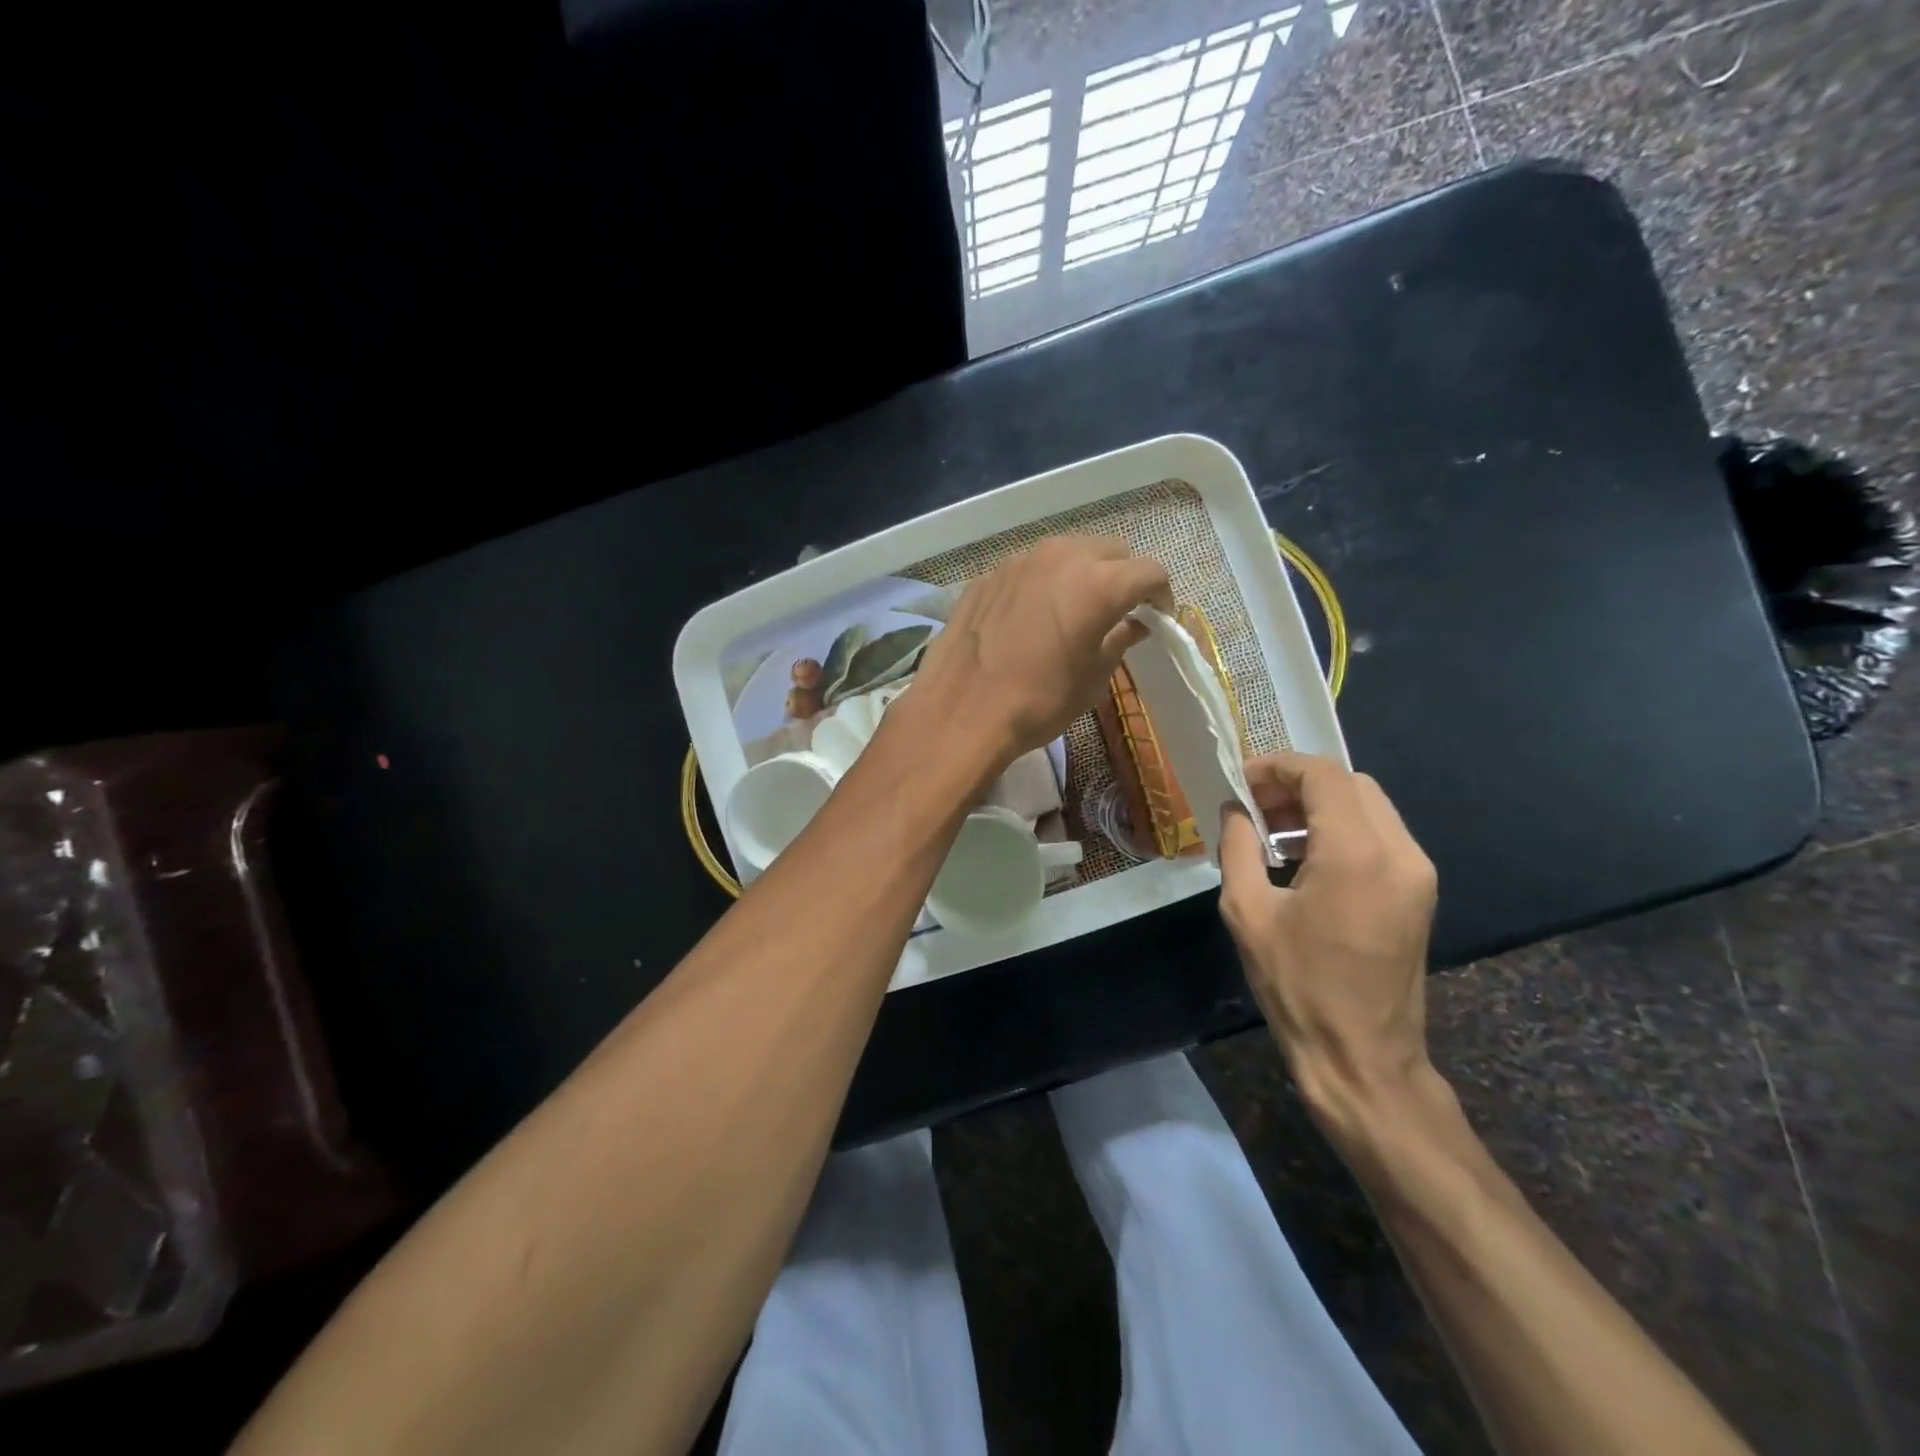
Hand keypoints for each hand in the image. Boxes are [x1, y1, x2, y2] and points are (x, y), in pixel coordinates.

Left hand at [904, 535, 1171, 772]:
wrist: (962, 711)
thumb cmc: (1039, 702)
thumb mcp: (1093, 678)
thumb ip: (1120, 640)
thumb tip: (1134, 624)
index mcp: (1099, 583)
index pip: (1150, 571)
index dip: (1160, 595)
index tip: (1156, 617)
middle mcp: (1061, 557)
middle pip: (1110, 550)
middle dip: (1122, 576)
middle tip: (1117, 610)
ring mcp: (1019, 561)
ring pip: (1066, 551)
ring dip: (1080, 573)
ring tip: (1073, 608)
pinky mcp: (988, 575)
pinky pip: (1028, 569)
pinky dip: (1041, 584)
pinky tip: (1029, 617)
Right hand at [1217, 753, 1438, 1128]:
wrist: (1362, 1057)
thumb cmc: (1297, 986)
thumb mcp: (1248, 912)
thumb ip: (1238, 847)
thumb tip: (1235, 809)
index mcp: (1355, 853)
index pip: (1322, 774)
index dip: (1277, 767)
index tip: (1240, 784)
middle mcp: (1399, 851)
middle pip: (1349, 783)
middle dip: (1297, 785)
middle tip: (1254, 810)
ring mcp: (1417, 872)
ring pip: (1368, 806)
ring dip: (1319, 807)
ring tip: (1273, 835)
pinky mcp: (1420, 892)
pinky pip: (1380, 835)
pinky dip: (1341, 829)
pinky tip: (1304, 860)